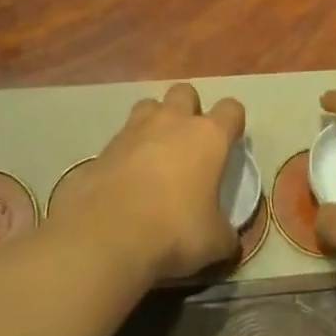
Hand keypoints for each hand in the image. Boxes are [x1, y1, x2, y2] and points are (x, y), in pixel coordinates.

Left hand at [57, 83, 244, 283]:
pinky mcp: (101, 149)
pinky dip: (125, 153)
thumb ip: (225, 233)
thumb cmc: (174, 231)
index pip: (231, 109)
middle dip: (189, 109)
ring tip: (155, 152)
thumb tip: (228, 239)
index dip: (233, 122)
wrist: (106, 235)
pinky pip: (119, 140)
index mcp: (207, 137)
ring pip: (148, 106)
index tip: (231, 142)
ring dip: (155, 122)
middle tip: (189, 142)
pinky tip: (124, 180)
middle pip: (184, 92)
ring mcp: (132, 131)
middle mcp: (171, 122)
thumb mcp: (215, 243)